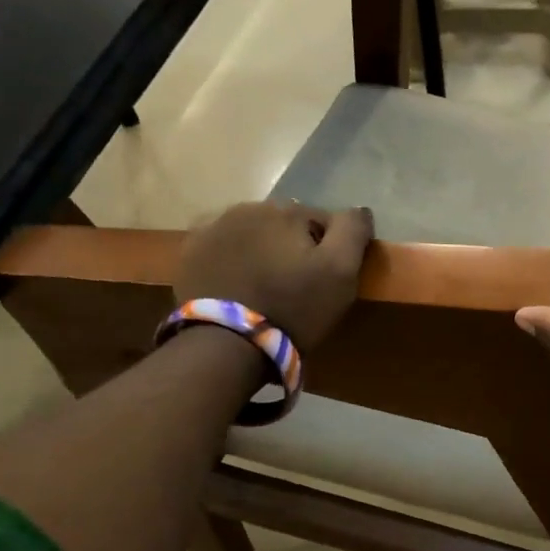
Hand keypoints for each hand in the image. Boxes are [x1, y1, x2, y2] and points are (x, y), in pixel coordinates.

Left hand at [174, 200, 374, 349]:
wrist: (227, 343)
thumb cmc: (294, 307)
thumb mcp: (341, 271)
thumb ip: (353, 231)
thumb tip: (359, 209)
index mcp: (287, 210)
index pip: (325, 221)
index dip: (332, 251)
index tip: (328, 281)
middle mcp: (248, 207)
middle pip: (286, 226)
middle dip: (295, 248)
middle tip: (298, 287)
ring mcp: (213, 227)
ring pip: (254, 234)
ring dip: (264, 252)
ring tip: (266, 289)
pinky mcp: (190, 252)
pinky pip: (223, 249)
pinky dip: (234, 261)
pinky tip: (239, 287)